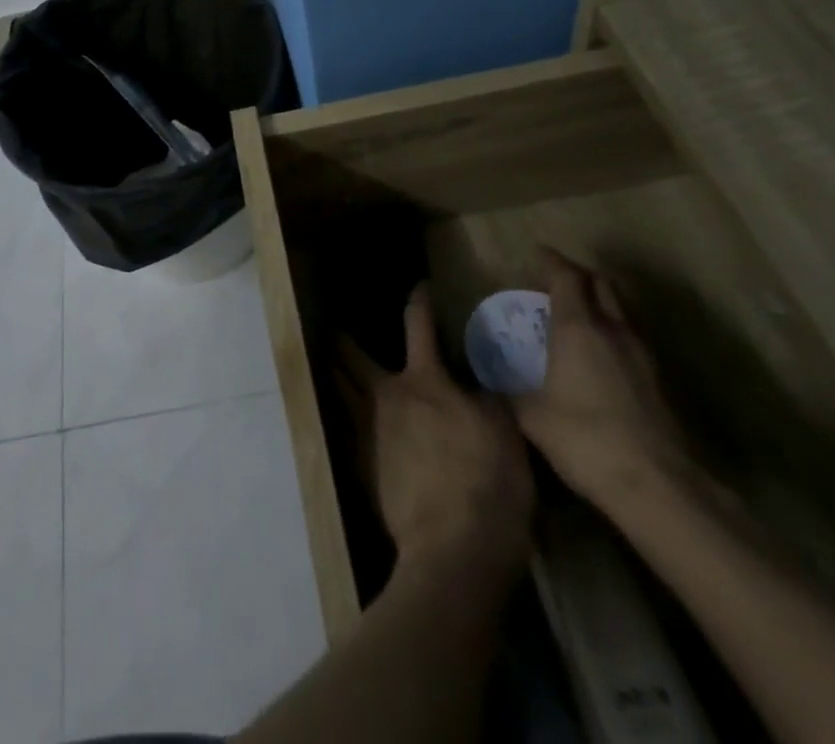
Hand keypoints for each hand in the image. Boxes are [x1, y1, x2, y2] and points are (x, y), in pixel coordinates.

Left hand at [338, 285, 532, 566]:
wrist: (453, 548)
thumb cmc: (487, 483)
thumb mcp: (505, 433)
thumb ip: (488, 399)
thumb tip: (479, 383)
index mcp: (423, 380)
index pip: (418, 326)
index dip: (418, 302)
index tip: (418, 287)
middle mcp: (386, 396)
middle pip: (352, 357)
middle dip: (343, 341)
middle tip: (336, 330)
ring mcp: (366, 431)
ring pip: (339, 390)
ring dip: (334, 374)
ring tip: (329, 366)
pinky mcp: (360, 467)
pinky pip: (343, 429)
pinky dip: (341, 416)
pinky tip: (343, 420)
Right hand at [512, 247, 692, 508]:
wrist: (657, 486)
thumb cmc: (583, 438)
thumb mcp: (530, 414)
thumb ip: (510, 389)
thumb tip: (491, 382)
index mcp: (578, 327)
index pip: (567, 276)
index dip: (551, 261)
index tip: (536, 254)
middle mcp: (613, 330)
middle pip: (601, 284)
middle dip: (578, 276)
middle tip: (555, 282)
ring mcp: (642, 355)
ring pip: (621, 310)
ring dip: (599, 303)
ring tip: (576, 316)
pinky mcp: (658, 381)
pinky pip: (631, 338)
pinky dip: (613, 332)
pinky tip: (599, 355)